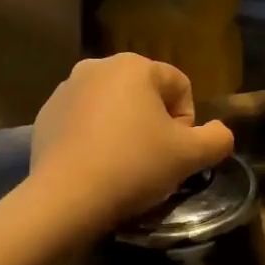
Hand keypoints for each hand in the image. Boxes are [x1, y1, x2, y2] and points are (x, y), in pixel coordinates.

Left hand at [30, 55, 233, 230]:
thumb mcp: (191, 156)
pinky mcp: (45, 116)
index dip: (186, 123)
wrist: (66, 198)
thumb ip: (218, 139)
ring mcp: (65, 90)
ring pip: (113, 108)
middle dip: (154, 125)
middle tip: (152, 161)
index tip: (174, 152)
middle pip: (145, 96)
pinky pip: (84, 122)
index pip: (180, 88)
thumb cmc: (134, 166)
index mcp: (134, 66)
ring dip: (125, 131)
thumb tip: (219, 133)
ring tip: (122, 166)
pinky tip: (96, 167)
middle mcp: (97, 66)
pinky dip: (95, 139)